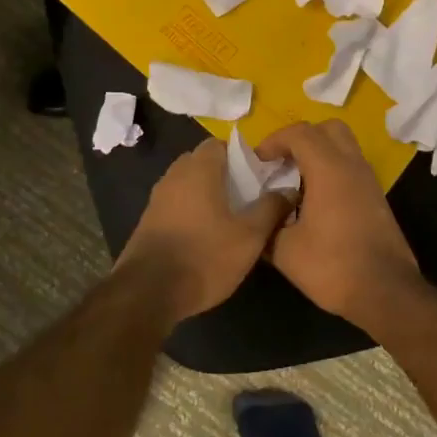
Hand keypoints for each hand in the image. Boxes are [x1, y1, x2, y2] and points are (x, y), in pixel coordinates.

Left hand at [114, 138, 290, 322]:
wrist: (148, 292)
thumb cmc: (204, 257)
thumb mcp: (249, 236)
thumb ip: (270, 208)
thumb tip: (288, 190)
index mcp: (198, 169)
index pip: (219, 144)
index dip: (241, 155)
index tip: (259, 174)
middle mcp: (174, 176)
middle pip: (202, 162)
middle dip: (224, 174)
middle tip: (248, 195)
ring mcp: (157, 199)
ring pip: (187, 184)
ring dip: (207, 193)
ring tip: (230, 216)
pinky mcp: (148, 222)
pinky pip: (176, 204)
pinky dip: (191, 210)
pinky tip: (206, 234)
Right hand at [255, 120, 422, 324]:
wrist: (385, 292)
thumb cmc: (332, 267)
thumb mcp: (285, 250)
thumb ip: (268, 225)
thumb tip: (260, 216)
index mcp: (329, 170)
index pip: (300, 133)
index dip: (274, 140)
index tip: (258, 161)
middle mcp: (352, 166)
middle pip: (328, 129)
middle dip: (301, 138)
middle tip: (281, 161)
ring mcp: (368, 181)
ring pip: (344, 146)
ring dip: (318, 153)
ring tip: (295, 180)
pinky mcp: (376, 198)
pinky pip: (351, 167)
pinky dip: (331, 170)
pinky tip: (314, 200)